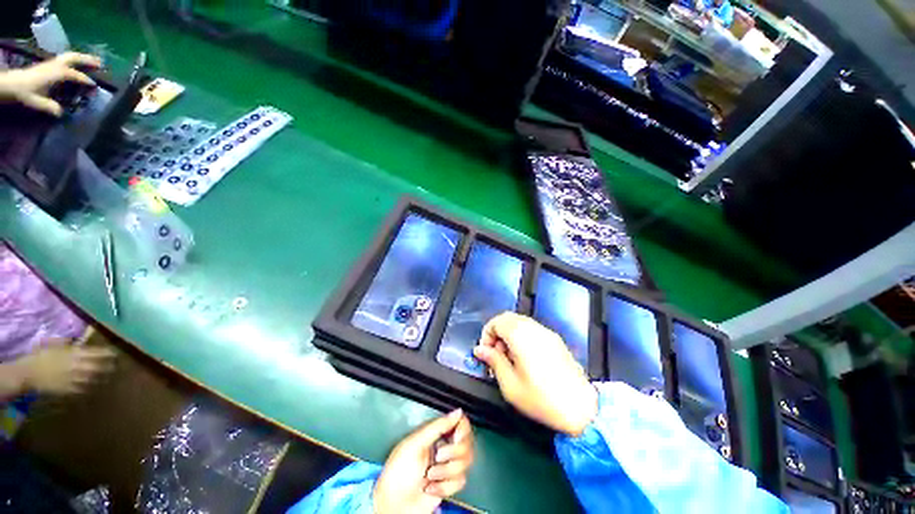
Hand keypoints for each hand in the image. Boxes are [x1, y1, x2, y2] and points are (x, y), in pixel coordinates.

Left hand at [0, 52, 100, 115]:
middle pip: (75, 58)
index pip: (76, 75)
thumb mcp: (37, 102)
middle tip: (101, 64)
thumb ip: (50, 107)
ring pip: (71, 56)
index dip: (86, 80)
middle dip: (88, 60)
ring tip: (94, 61)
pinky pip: (67, 58)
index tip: (95, 86)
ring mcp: (53, 63)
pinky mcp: (51, 64)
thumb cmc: (25, 93)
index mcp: (56, 73)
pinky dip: (76, 59)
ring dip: (83, 57)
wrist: (12, 84)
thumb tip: (61, 114)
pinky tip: (80, 62)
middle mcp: (57, 65)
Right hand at [18, 338, 116, 394]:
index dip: (108, 353)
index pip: (97, 353)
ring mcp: (74, 379)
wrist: (28, 373)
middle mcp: (77, 366)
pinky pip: (85, 389)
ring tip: (109, 375)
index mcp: (75, 354)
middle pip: (99, 366)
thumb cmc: (42, 356)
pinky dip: (91, 386)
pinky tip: (95, 385)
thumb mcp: (56, 344)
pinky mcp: (69, 390)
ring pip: (95, 378)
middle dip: (109, 366)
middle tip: (116, 365)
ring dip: (102, 377)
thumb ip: (70, 342)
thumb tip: (83, 335)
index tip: (115, 352)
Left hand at [374, 409, 474, 513]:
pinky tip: (430, 489)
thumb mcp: (415, 443)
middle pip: (467, 443)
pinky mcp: (449, 485)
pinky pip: (461, 481)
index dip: (462, 430)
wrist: (394, 504)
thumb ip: (438, 426)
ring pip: (466, 463)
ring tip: (429, 476)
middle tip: (437, 457)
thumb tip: (458, 411)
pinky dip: (445, 487)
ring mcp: (448, 466)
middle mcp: (445, 446)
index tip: (455, 437)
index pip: (461, 423)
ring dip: (446, 472)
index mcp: (436, 433)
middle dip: (453, 453)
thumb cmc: (400, 470)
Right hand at [473, 312, 597, 436]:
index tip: (486, 352)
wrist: (582, 409)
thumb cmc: (541, 399)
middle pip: (508, 318)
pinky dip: (522, 336)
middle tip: (496, 355)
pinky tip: (525, 357)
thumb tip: (479, 349)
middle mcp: (534, 328)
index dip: (487, 334)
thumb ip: (493, 361)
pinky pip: (532, 329)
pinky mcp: (556, 340)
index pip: (497, 321)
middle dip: (497, 332)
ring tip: (509, 358)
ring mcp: (547, 332)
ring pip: (520, 322)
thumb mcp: (510, 385)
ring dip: (509, 333)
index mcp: (521, 336)